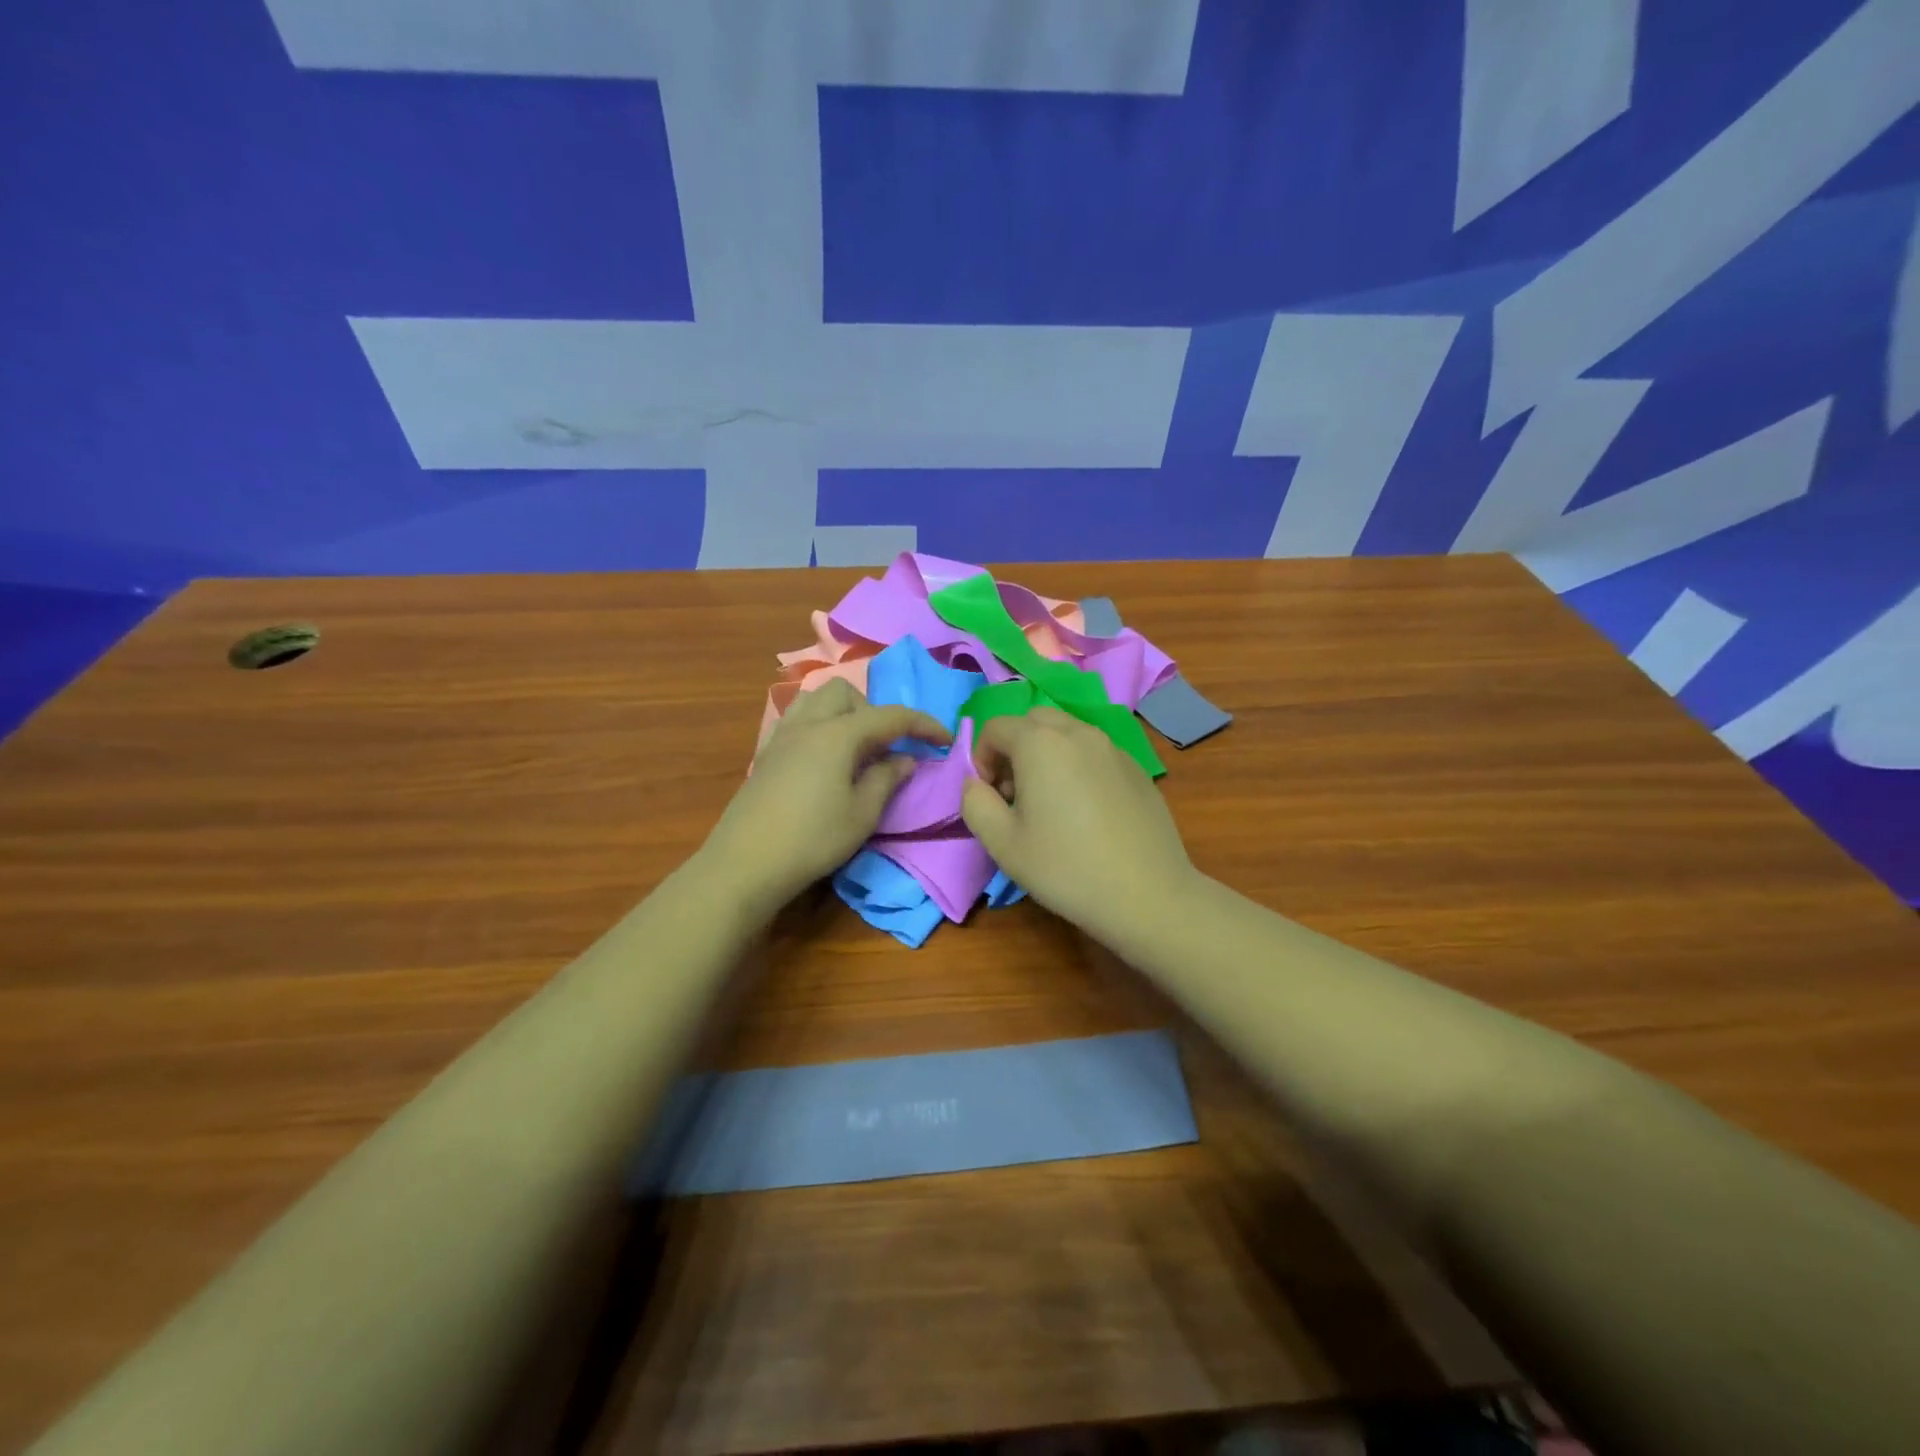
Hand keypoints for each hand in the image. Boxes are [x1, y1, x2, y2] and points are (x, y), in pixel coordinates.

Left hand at [699, 679, 949, 917]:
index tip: (944, 740)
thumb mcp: (862, 814)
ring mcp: (781, 736)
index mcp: (838, 734)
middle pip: (846, 693)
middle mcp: (808, 724)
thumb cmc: (812, 839)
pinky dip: (816, 725)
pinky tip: (820, 758)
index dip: (923, 725)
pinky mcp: (765, 754)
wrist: (746, 863)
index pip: (890, 716)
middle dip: (873, 711)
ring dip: (842, 712)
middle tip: (884, 748)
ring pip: (815, 699)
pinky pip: (794, 720)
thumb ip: (887, 779)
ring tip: (852, 748)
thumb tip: (904, 759)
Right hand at [961, 707, 1198, 941]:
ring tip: (1050, 802)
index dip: (981, 758)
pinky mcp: (1137, 768)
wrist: (1147, 894)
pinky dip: (1077, 766)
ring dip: (1046, 754)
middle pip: (1033, 721)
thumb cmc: (1066, 868)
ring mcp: (1113, 748)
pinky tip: (1086, 812)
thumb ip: (975, 803)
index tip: (990, 797)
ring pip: (1067, 733)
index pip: (995, 727)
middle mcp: (1079, 733)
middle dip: (1014, 748)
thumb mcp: (1002, 844)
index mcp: (1041, 743)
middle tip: (1015, 794)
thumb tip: (975, 783)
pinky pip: (1095, 752)